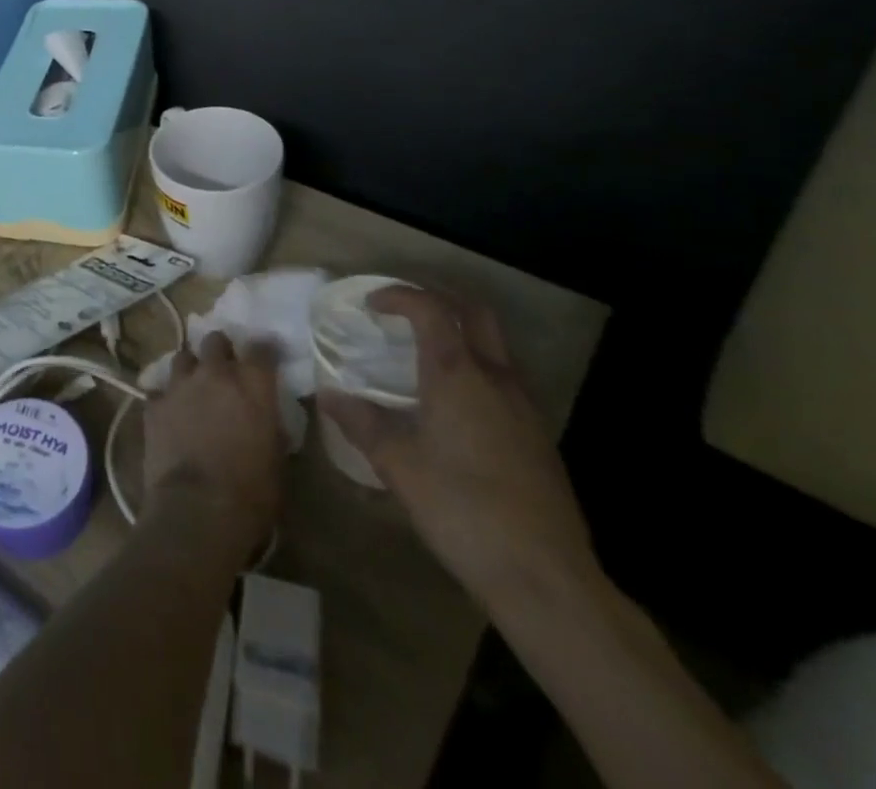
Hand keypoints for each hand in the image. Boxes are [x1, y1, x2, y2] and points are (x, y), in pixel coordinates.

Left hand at [144, 332, 285, 560]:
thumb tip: (267, 420)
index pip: (261, 348)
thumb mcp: (277, 460)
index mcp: (252, 384)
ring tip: (194, 387)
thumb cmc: (250, 492)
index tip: (266, 359)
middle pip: (215, 340)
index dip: (264, 351)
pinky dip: (166, 398)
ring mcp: (180, 385)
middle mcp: (215, 374)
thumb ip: (270, 427)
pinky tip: (169, 414)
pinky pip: (159, 390)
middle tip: (224, 369)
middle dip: (220, 351)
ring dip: (191, 368)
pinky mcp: (154, 403)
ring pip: (183, 357)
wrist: (197, 510)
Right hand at [318, 288, 597, 610]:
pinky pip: (504, 379)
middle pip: (475, 313)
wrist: (545, 578)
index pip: (431, 309)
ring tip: (424, 352)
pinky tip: (454, 403)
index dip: (400, 296)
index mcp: (458, 375)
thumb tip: (329, 395)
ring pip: (495, 345)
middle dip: (439, 299)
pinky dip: (475, 368)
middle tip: (405, 310)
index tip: (371, 304)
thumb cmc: (462, 510)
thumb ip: (362, 422)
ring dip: (461, 333)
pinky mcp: (539, 436)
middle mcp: (496, 379)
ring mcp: (525, 407)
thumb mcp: (398, 465)